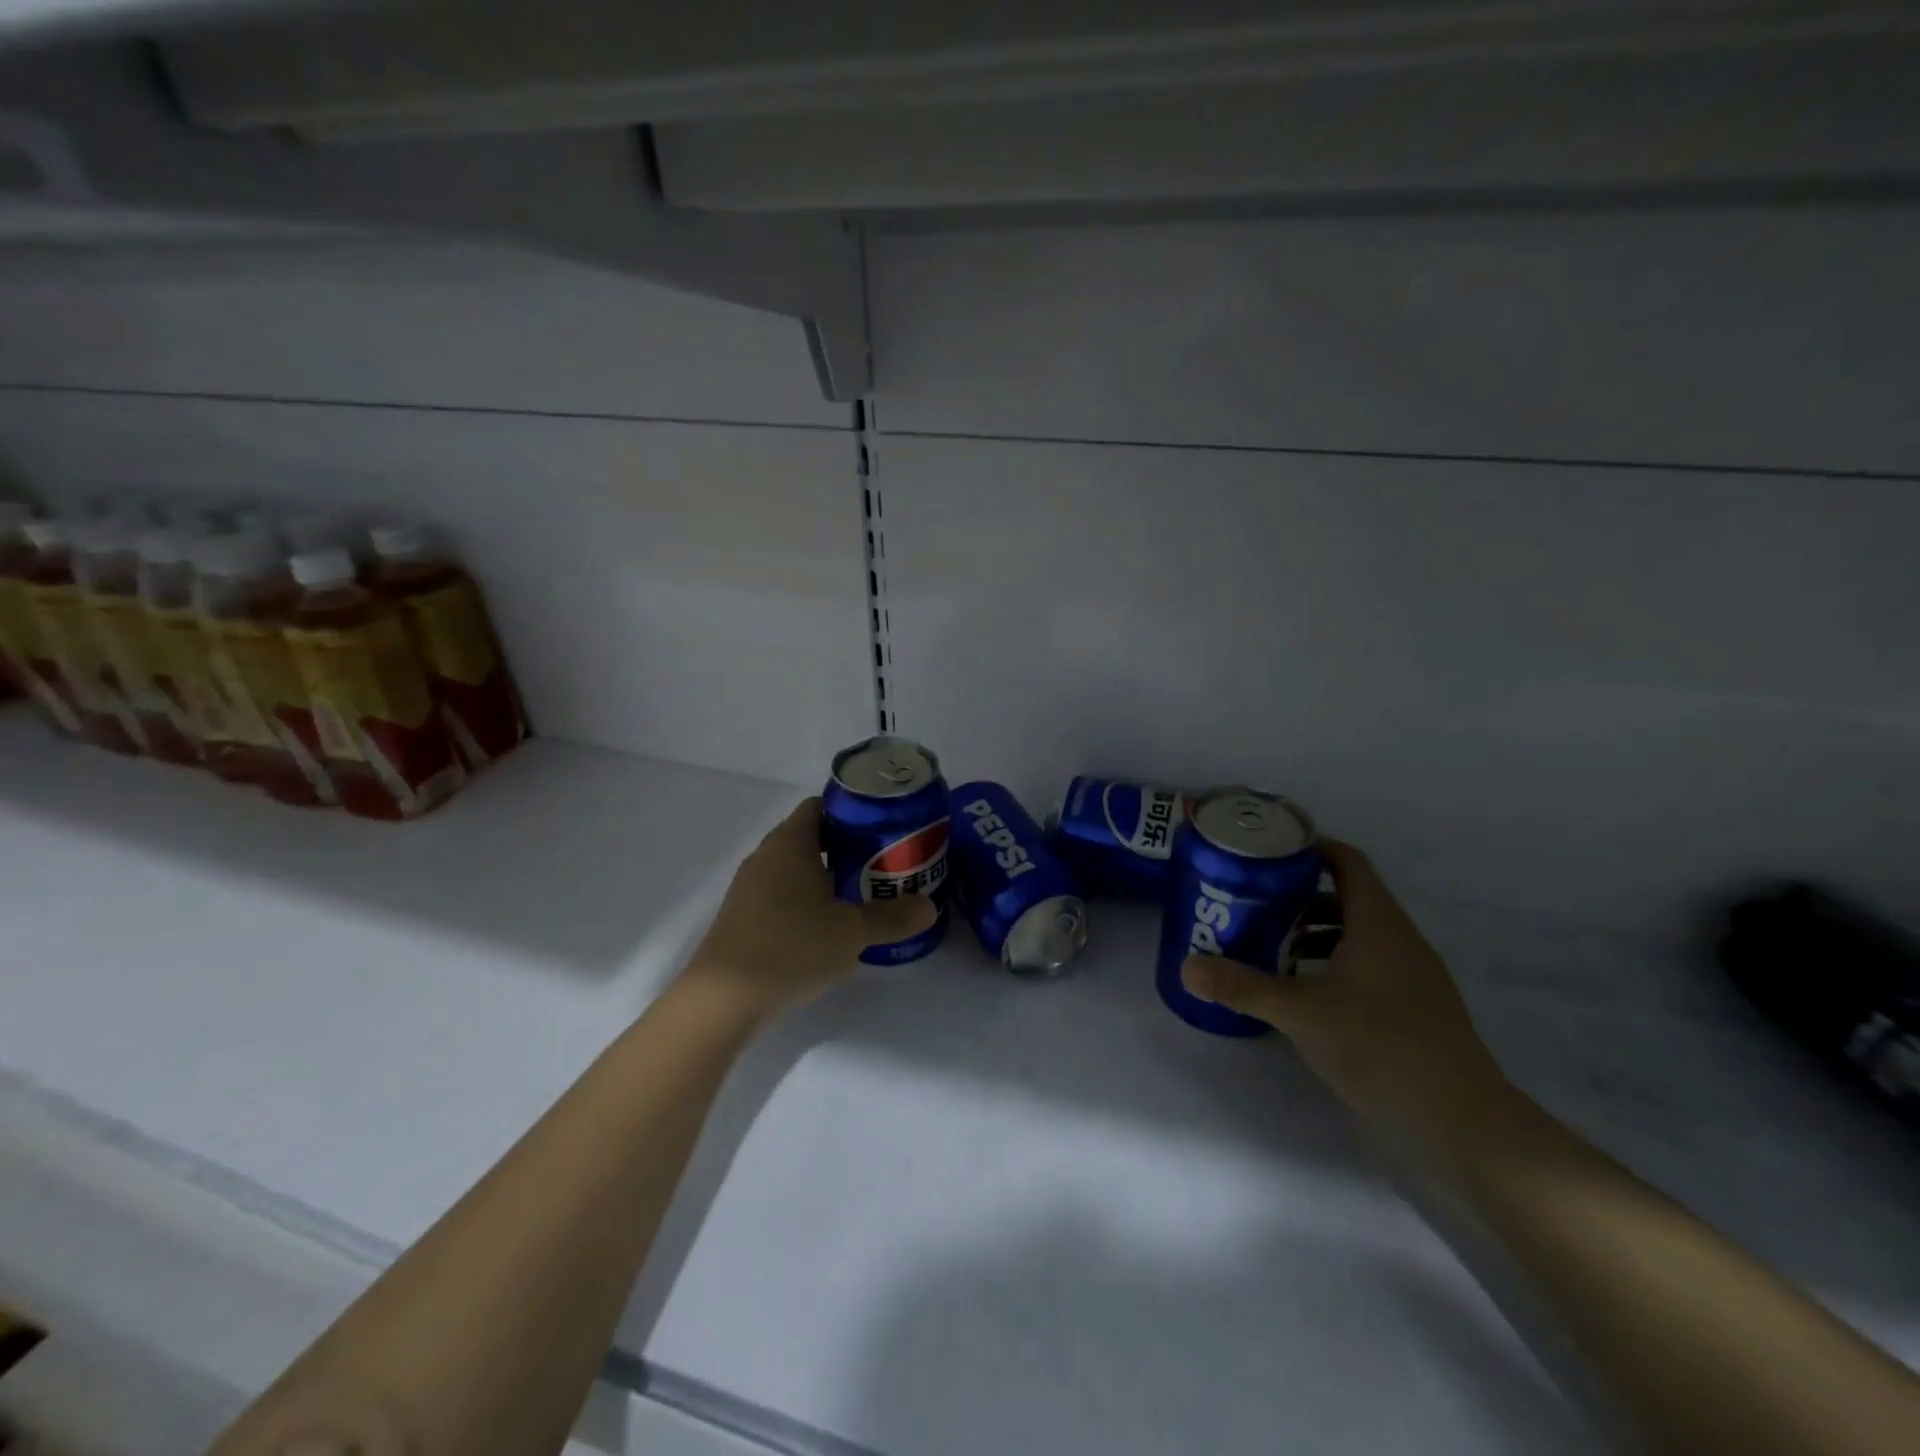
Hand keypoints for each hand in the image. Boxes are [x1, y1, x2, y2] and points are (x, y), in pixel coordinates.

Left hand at [681, 797, 938, 1018]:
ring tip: (863, 893)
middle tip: (884, 862)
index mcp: (790, 843)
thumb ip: (892, 917)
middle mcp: (766, 856)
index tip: (883, 828)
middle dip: (847, 846)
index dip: (853, 812)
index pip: (821, 806)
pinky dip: (806, 898)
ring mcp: (750, 887)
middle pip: (811, 836)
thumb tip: (929, 908)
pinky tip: (827, 925)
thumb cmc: (792, 946)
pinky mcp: (744, 916)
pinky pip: (782, 892)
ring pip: (796, 867)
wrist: (724, 998)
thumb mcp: (852, 932)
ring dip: (827, 875)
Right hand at [1182, 840, 1514, 1157]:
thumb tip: (1186, 968)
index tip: (1269, 853)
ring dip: (1315, 932)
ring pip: (1358, 933)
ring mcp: (1413, 974)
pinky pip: (1369, 963)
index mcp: (1378, 924)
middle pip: (1348, 896)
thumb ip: (1243, 987)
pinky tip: (1306, 991)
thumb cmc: (1380, 1047)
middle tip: (1254, 902)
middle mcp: (1400, 939)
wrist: (1463, 1121)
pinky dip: (1334, 962)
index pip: (1347, 862)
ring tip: (1270, 947)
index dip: (1311, 848)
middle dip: (1299, 896)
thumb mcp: (1300, 1014)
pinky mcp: (1416, 1006)